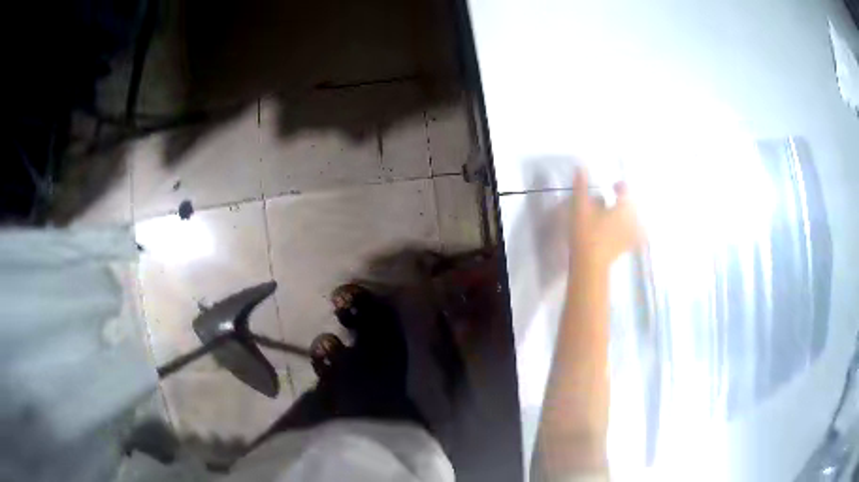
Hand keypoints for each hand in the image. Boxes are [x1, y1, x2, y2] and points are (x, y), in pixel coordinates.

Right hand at [569, 168, 643, 268]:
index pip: (626, 192)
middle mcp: (631, 220)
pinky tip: (638, 236)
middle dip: (628, 202)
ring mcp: (630, 236)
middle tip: (620, 199)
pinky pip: (638, 240)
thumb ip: (581, 187)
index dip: (621, 187)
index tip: (615, 185)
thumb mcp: (580, 207)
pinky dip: (639, 236)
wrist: (589, 264)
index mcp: (622, 207)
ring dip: (635, 217)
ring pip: (638, 223)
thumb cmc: (586, 233)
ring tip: (628, 216)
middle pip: (635, 207)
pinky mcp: (627, 248)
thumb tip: (581, 167)